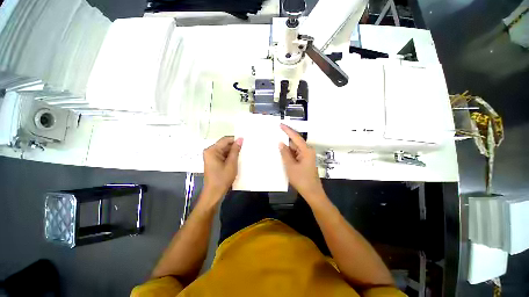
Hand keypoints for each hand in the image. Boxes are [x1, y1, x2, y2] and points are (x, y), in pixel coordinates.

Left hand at [203, 136, 242, 200]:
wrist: (214, 193)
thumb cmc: (222, 178)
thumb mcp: (231, 163)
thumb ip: (235, 150)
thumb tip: (240, 139)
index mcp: (212, 150)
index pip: (225, 140)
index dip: (235, 140)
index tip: (245, 142)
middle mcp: (210, 151)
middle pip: (224, 144)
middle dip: (234, 146)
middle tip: (245, 148)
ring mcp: (211, 156)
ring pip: (224, 150)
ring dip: (233, 152)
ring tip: (243, 153)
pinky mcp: (213, 161)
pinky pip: (223, 155)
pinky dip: (230, 156)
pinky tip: (237, 159)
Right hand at [279, 124, 324, 200]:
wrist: (312, 192)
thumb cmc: (301, 179)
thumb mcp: (290, 166)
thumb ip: (285, 153)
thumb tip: (280, 143)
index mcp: (306, 150)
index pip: (296, 137)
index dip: (287, 130)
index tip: (280, 124)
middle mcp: (307, 151)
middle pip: (295, 142)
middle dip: (285, 140)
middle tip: (275, 135)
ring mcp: (306, 156)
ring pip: (294, 149)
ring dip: (286, 148)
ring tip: (276, 145)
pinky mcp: (304, 161)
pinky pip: (295, 154)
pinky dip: (289, 154)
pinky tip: (282, 154)